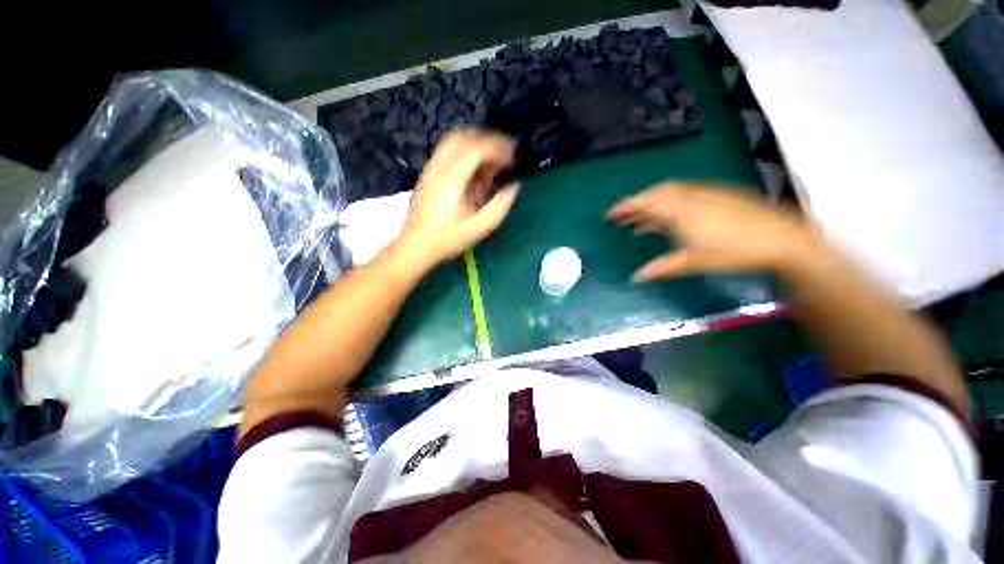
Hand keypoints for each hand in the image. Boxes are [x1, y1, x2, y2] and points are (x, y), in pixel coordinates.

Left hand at [397, 128, 519, 265]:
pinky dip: (465, 151)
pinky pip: (447, 150)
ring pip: (453, 140)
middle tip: (504, 155)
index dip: (498, 147)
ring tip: (491, 159)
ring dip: (475, 143)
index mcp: (451, 180)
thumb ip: (499, 207)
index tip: (512, 157)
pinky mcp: (427, 173)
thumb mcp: (479, 228)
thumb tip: (515, 186)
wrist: (415, 245)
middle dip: (487, 140)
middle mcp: (438, 167)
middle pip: (463, 136)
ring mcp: (430, 168)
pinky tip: (474, 168)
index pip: (476, 148)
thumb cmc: (447, 239)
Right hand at [607, 182, 815, 281]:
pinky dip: (672, 202)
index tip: (609, 214)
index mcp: (679, 211)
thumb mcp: (694, 262)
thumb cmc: (734, 251)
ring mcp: (706, 194)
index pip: (645, 204)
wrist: (782, 239)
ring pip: (671, 192)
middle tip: (623, 214)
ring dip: (653, 202)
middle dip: (636, 202)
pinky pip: (687, 194)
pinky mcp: (720, 196)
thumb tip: (637, 277)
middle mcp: (690, 197)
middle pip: (655, 193)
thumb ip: (663, 267)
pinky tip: (673, 214)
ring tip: (643, 218)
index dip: (625, 207)